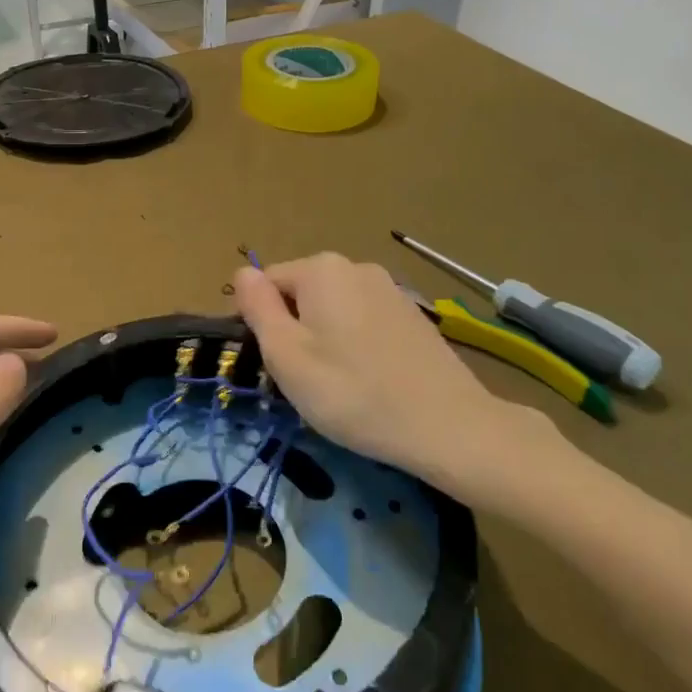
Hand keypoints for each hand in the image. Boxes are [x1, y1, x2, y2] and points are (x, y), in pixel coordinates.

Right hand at [233, 254, 564, 501]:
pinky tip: (371, 381)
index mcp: (321, 269)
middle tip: (306, 381)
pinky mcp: (412, 314)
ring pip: (333, 309)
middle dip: (295, 331)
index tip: (277, 366)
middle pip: (301, 294)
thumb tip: (242, 273)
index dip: (262, 325)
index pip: (266, 284)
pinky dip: (356, 345)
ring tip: (340, 386)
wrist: (448, 425)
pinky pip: (364, 321)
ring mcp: (389, 288)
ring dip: (325, 340)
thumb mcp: (287, 355)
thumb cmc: (353, 392)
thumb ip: (258, 308)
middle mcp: (356, 266)